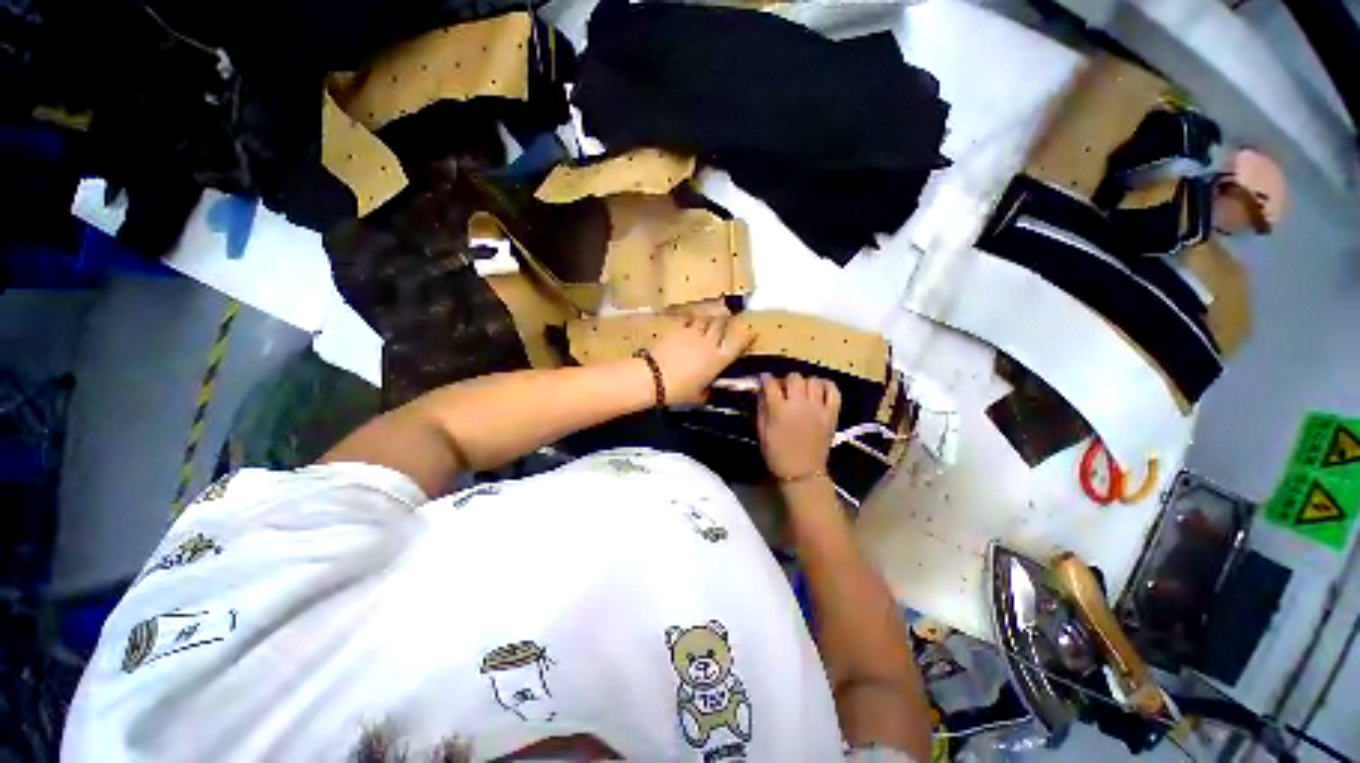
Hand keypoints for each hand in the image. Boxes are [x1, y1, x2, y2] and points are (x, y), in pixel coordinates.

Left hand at [649, 317, 754, 404]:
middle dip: (725, 323)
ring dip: (709, 321)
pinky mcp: (677, 328)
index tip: (749, 331)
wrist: (653, 377)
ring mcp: (693, 332)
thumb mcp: (699, 396)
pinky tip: (689, 327)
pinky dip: (692, 323)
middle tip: (726, 326)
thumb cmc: (679, 391)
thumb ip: (708, 391)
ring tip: (707, 326)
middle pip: (723, 323)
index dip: (746, 333)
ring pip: (706, 319)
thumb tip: (709, 390)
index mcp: (719, 358)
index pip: (740, 339)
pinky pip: (689, 321)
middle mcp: (710, 341)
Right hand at [757, 373, 840, 480]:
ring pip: (813, 381)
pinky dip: (827, 386)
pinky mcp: (831, 414)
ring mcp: (818, 408)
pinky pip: (833, 391)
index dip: (765, 379)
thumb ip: (761, 409)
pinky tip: (819, 390)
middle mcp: (799, 404)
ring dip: (805, 383)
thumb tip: (761, 392)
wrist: (802, 473)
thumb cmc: (777, 455)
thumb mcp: (762, 432)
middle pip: (794, 377)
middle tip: (784, 389)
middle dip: (786, 380)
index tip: (764, 381)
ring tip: (801, 391)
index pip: (771, 383)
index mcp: (779, 409)